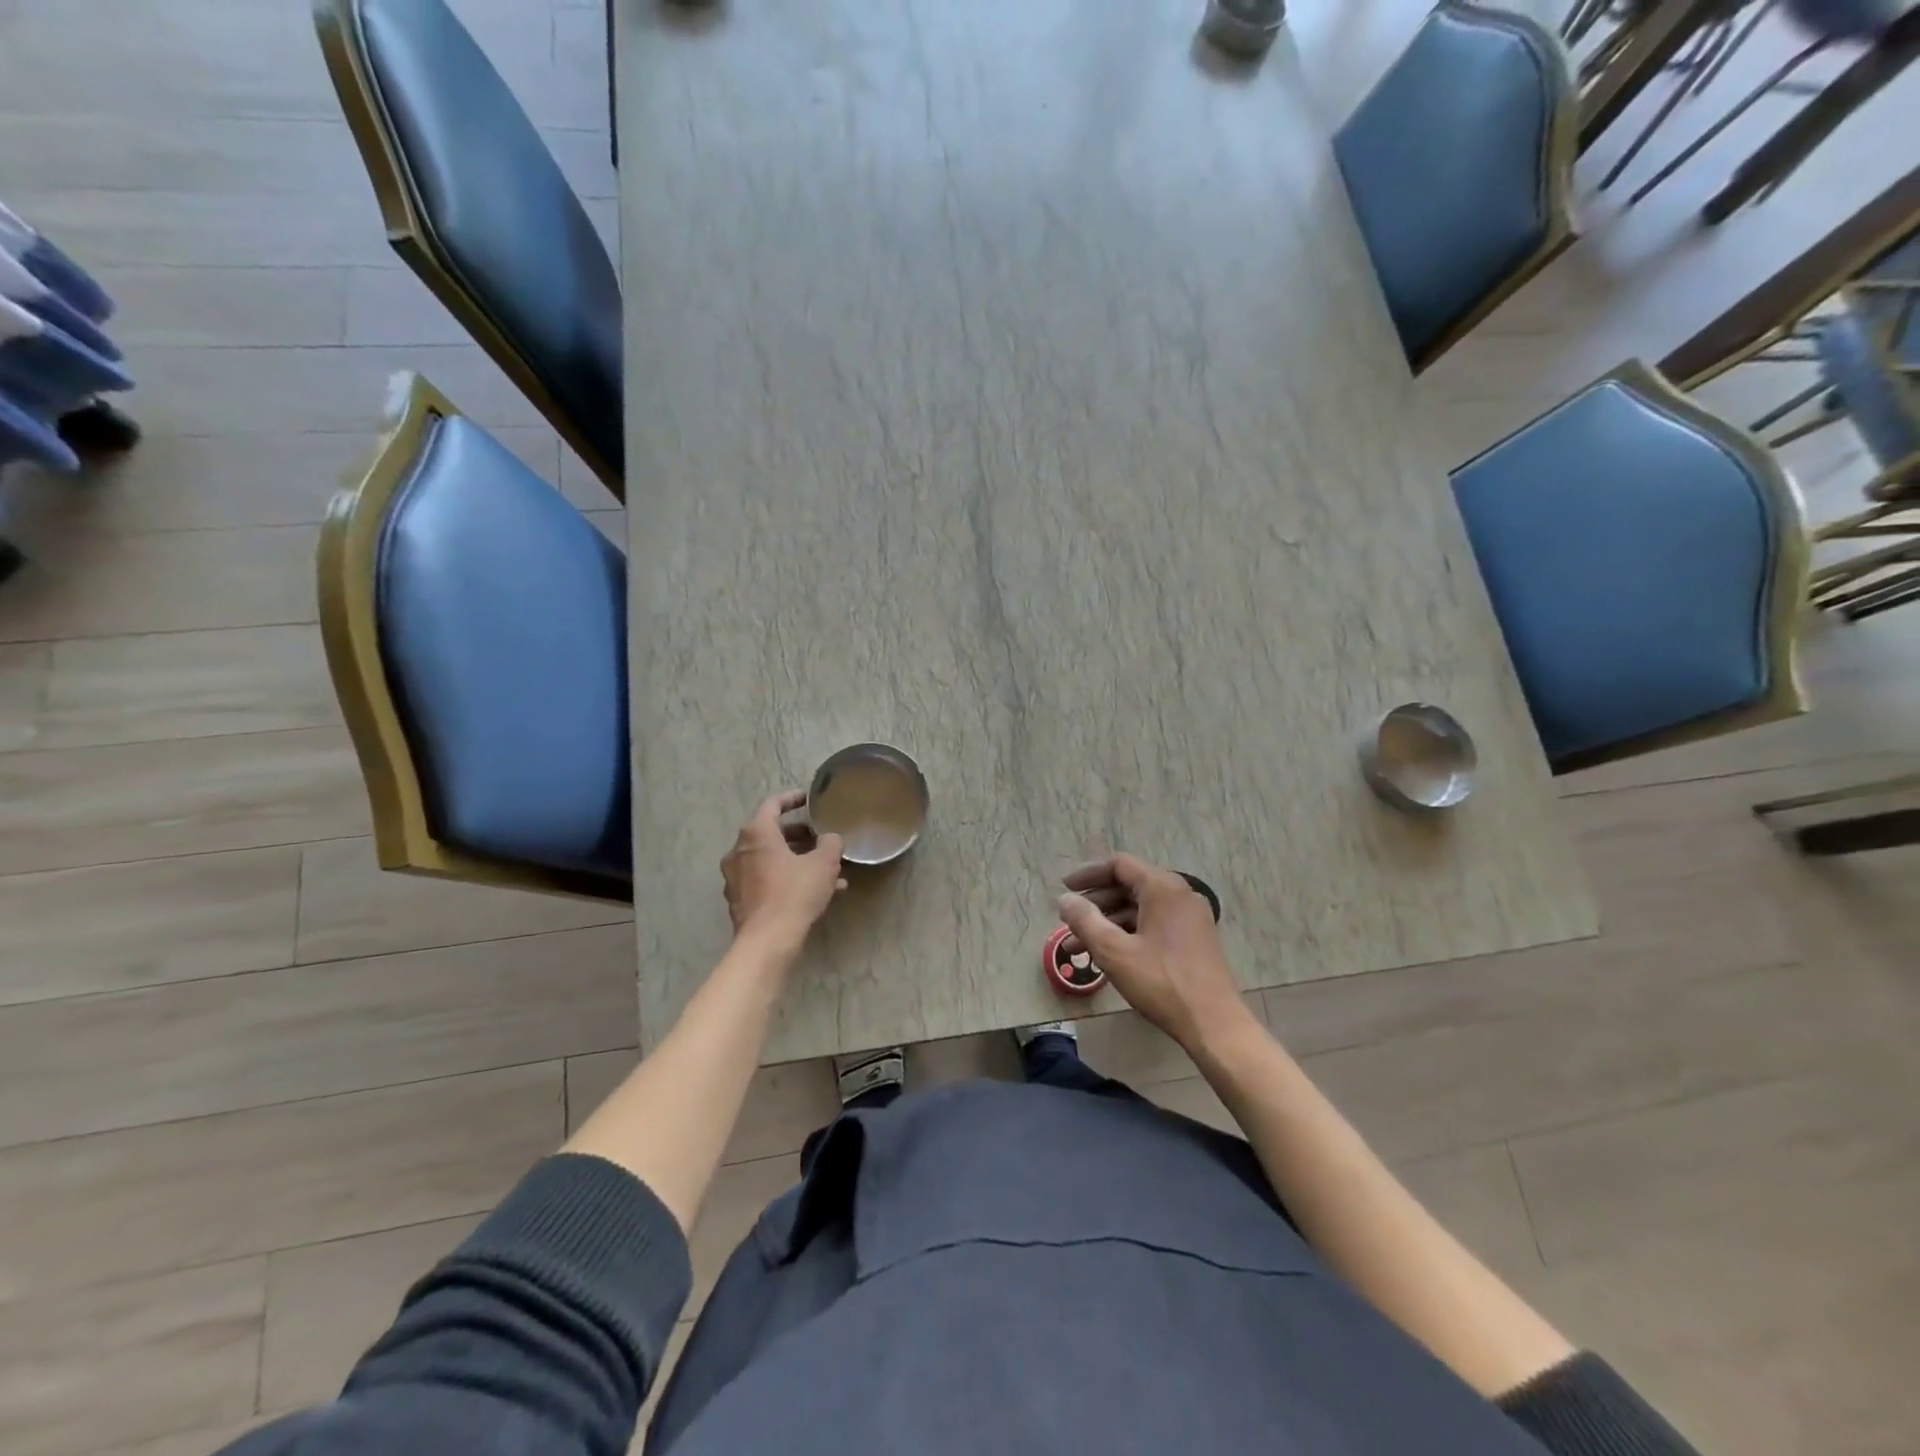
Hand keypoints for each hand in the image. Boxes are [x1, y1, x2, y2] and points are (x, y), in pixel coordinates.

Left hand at [722, 791, 845, 944]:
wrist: (767, 941)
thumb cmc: (794, 893)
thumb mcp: (824, 863)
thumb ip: (830, 843)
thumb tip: (830, 839)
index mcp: (756, 834)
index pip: (772, 804)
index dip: (793, 799)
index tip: (809, 799)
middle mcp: (739, 851)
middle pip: (771, 834)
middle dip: (800, 836)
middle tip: (821, 838)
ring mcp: (736, 877)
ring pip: (772, 860)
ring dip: (798, 861)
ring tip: (829, 872)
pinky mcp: (740, 900)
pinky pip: (767, 881)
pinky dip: (789, 880)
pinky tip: (817, 894)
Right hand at [1056, 854, 1253, 1054]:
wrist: (1214, 1024)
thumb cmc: (1161, 982)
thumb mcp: (1114, 951)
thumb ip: (1085, 920)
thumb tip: (1064, 900)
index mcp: (1162, 888)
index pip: (1119, 865)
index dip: (1088, 874)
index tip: (1064, 888)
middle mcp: (1179, 894)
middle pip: (1129, 885)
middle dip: (1095, 903)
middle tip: (1069, 921)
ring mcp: (1190, 917)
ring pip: (1140, 908)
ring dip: (1108, 922)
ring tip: (1079, 946)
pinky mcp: (1194, 938)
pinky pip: (1153, 923)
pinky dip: (1128, 932)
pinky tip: (1108, 956)